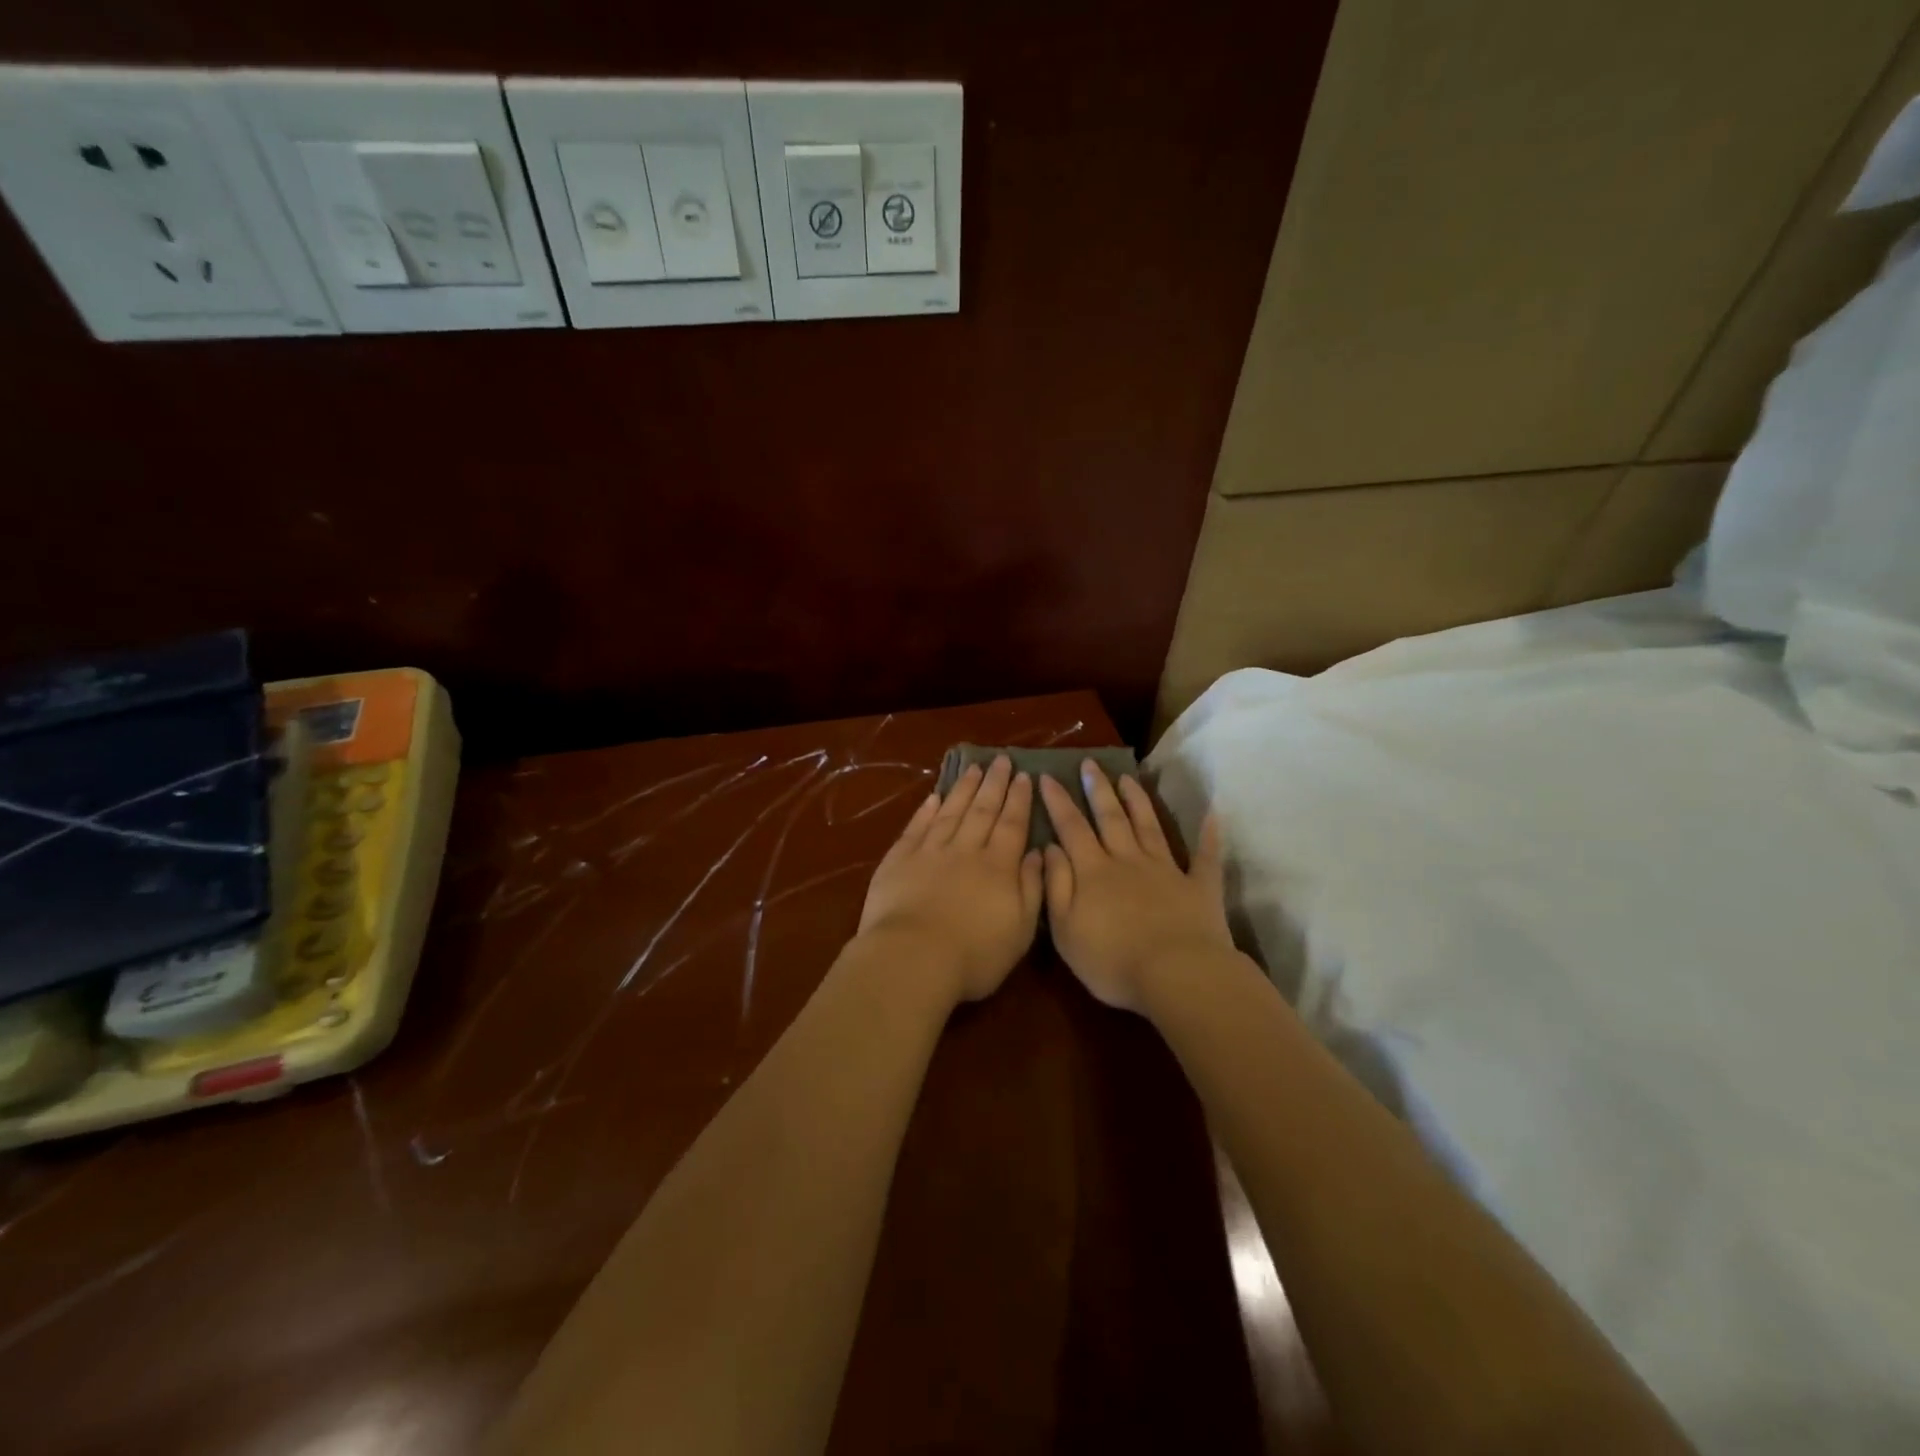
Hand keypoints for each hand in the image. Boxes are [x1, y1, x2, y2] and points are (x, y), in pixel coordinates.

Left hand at [858, 756, 1043, 1004]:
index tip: (1025, 776)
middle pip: (983, 810)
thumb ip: (1032, 889)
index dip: (1020, 800)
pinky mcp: (899, 860)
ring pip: (951, 812)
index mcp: (998, 867)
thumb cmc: (974, 955)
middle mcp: (966, 850)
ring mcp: (930, 852)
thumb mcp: (1020, 931)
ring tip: (974, 768)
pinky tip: (934, 797)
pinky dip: (927, 810)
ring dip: (964, 788)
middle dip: (994, 783)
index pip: (1013, 825)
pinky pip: (917, 827)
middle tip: (1002, 760)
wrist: (912, 959)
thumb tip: (1038, 854)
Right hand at [1040, 763, 1230, 1011]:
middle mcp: (1128, 860)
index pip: (1071, 828)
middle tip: (1089, 763)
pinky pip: (1205, 856)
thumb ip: (1056, 886)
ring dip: (1137, 800)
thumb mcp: (1066, 929)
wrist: (1177, 975)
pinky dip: (1208, 834)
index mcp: (1093, 871)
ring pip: (1148, 826)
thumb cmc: (1112, 960)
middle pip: (1110, 818)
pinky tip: (1212, 814)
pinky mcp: (1199, 887)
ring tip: (1127, 777)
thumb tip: (1049, 848)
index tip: (1047, 776)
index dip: (1058, 802)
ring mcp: (1166, 870)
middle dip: (1097, 789)